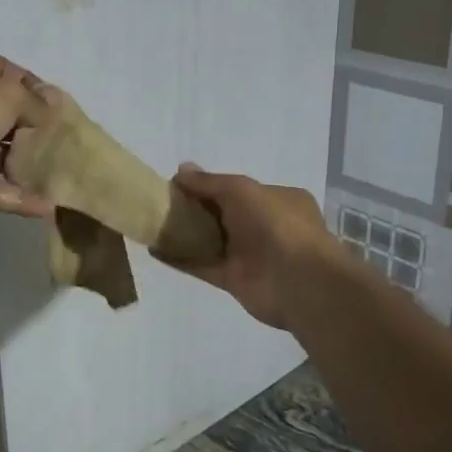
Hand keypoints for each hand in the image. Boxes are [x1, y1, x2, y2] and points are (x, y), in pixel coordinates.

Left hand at [0, 52, 53, 216]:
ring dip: (28, 168)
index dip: (35, 88)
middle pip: (6, 116)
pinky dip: (16, 197)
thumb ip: (34, 102)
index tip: (61, 109)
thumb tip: (55, 105)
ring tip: (63, 180)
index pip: (7, 72)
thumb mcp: (6, 95)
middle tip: (68, 147)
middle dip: (36, 132)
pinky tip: (47, 207)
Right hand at [171, 164, 341, 327]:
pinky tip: (155, 249)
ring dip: (185, 234)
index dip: (209, 186)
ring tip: (152, 223)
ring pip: (212, 241)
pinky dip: (180, 259)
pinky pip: (203, 266)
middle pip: (223, 215)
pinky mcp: (235, 280)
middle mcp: (265, 226)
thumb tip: (181, 170)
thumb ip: (209, 182)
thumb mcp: (241, 190)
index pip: (238, 189)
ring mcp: (250, 255)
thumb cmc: (276, 224)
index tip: (178, 183)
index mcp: (277, 199)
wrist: (298, 282)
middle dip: (194, 209)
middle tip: (161, 202)